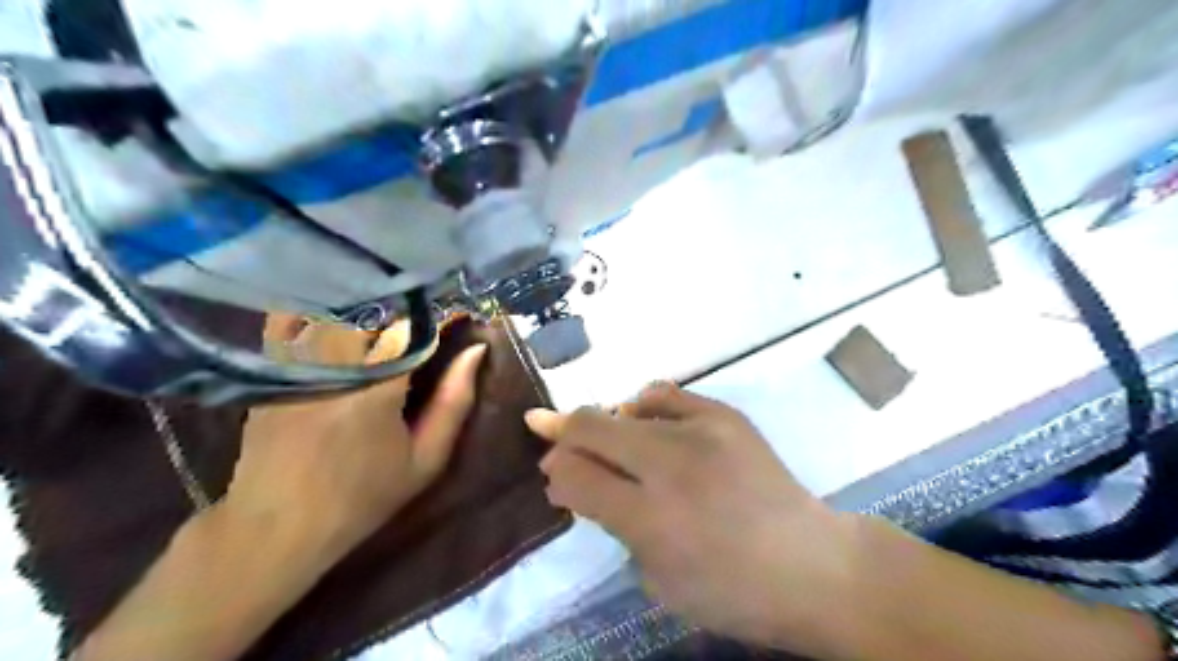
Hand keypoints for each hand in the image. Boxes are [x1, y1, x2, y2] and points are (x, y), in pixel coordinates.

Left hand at [229, 316, 488, 568]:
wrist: (278, 525)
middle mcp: (334, 363)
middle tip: (423, 320)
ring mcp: (296, 361)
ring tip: (387, 318)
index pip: (414, 325)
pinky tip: (340, 325)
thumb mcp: (425, 459)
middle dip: (404, 308)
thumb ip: (455, 402)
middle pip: (375, 308)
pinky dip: (323, 314)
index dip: (440, 316)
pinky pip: (300, 320)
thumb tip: (477, 350)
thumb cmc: (364, 496)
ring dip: (366, 306)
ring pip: (338, 308)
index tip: (458, 317)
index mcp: (377, 386)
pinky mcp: (273, 365)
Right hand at [525, 382, 858, 655]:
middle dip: (562, 434)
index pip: (576, 476)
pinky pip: (665, 394)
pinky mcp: (725, 415)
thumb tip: (576, 479)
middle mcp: (670, 466)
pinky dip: (643, 406)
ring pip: (624, 409)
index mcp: (650, 519)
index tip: (553, 475)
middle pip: (590, 428)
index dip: (556, 472)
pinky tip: (644, 420)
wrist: (809, 564)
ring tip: (610, 444)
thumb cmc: (730, 590)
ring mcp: (701, 432)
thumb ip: (611, 522)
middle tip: (553, 443)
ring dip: (603, 426)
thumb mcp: (656, 577)